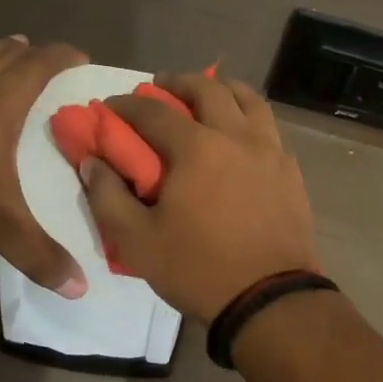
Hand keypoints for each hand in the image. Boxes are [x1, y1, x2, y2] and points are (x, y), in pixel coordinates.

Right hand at [82, 71, 319, 318]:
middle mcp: (236, 136)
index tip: (111, 107)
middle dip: (178, 82)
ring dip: (222, 89)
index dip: (127, 105)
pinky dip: (249, 116)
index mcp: (196, 148)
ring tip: (207, 96)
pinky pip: (269, 126)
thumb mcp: (137, 242)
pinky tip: (240, 133)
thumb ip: (107, 197)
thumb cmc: (199, 269)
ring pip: (248, 99)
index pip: (154, 111)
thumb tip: (92, 162)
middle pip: (208, 89)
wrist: (270, 299)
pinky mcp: (290, 170)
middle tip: (160, 88)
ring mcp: (269, 150)